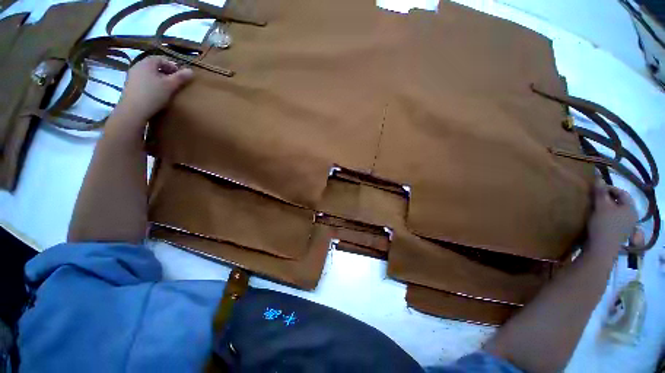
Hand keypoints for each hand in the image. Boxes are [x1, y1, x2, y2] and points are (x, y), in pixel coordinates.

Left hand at [115, 56, 193, 121]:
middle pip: (154, 66)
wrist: (133, 110)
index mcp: (147, 63)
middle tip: (175, 82)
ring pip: (149, 74)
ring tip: (167, 89)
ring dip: (159, 79)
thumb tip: (191, 71)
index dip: (172, 65)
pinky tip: (157, 94)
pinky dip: (152, 85)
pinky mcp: (131, 86)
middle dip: (166, 72)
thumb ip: (181, 77)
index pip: (161, 59)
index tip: (180, 75)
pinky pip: (144, 81)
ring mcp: (132, 76)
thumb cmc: (153, 95)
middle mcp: (137, 66)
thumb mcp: (170, 86)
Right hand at [586, 180, 638, 254]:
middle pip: (620, 202)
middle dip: (607, 199)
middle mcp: (632, 216)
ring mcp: (626, 226)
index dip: (609, 188)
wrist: (602, 248)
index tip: (596, 189)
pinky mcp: (619, 233)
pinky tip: (598, 218)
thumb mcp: (601, 206)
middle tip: (594, 198)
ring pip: (617, 212)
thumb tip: (598, 176)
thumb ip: (600, 191)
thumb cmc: (603, 225)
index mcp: (631, 208)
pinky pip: (614, 220)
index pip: (622, 193)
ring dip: (606, 208)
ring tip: (595, 208)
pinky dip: (606, 216)